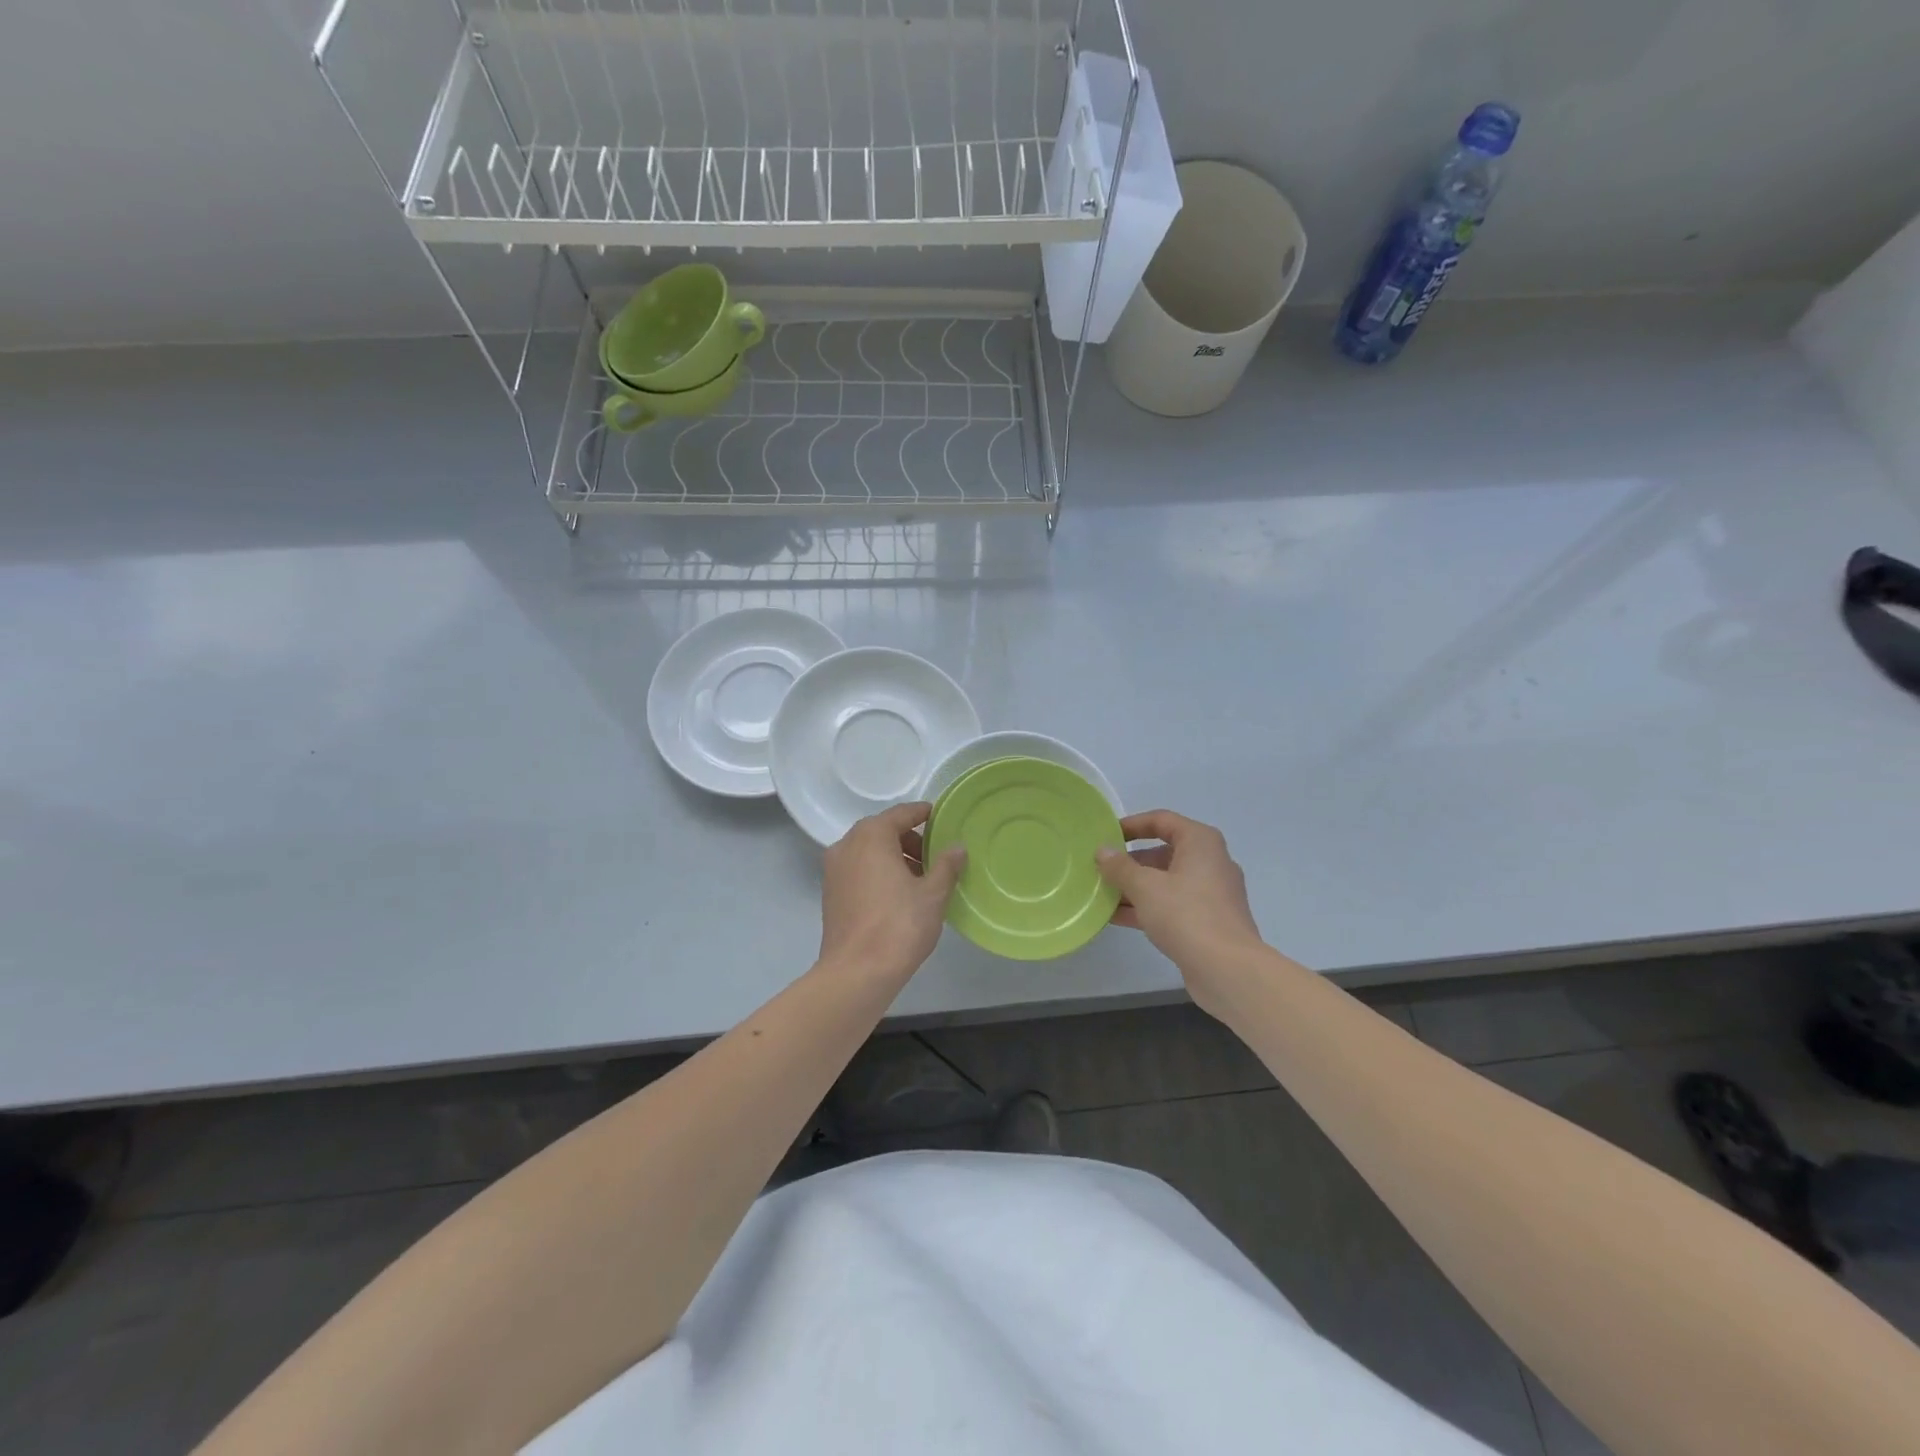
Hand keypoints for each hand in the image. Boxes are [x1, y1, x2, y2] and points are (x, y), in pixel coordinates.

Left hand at [819, 802, 966, 979]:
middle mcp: (847, 845)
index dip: (923, 814)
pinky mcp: (830, 893)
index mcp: (871, 836)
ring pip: (869, 851)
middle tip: (935, 857)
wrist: (856, 973)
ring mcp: (834, 869)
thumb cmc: (899, 926)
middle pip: (882, 831)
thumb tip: (958, 847)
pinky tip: (898, 895)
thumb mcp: (933, 894)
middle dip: (910, 840)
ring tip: (920, 879)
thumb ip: (946, 865)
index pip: (902, 814)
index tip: (941, 819)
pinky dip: (878, 872)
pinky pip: (859, 870)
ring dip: (894, 857)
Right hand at [1097, 811, 1264, 1011]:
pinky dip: (1147, 907)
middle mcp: (1210, 862)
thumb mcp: (1145, 887)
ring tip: (1101, 894)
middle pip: (1163, 852)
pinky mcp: (1208, 921)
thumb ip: (1120, 867)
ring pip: (1166, 882)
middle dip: (1130, 862)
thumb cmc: (1186, 915)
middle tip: (1100, 869)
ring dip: (1135, 887)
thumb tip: (1103, 851)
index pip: (1162, 820)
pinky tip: (1116, 917)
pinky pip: (1172, 905)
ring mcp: (1211, 894)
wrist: (1228, 970)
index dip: (1132, 825)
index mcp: (1201, 842)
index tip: (1106, 835)